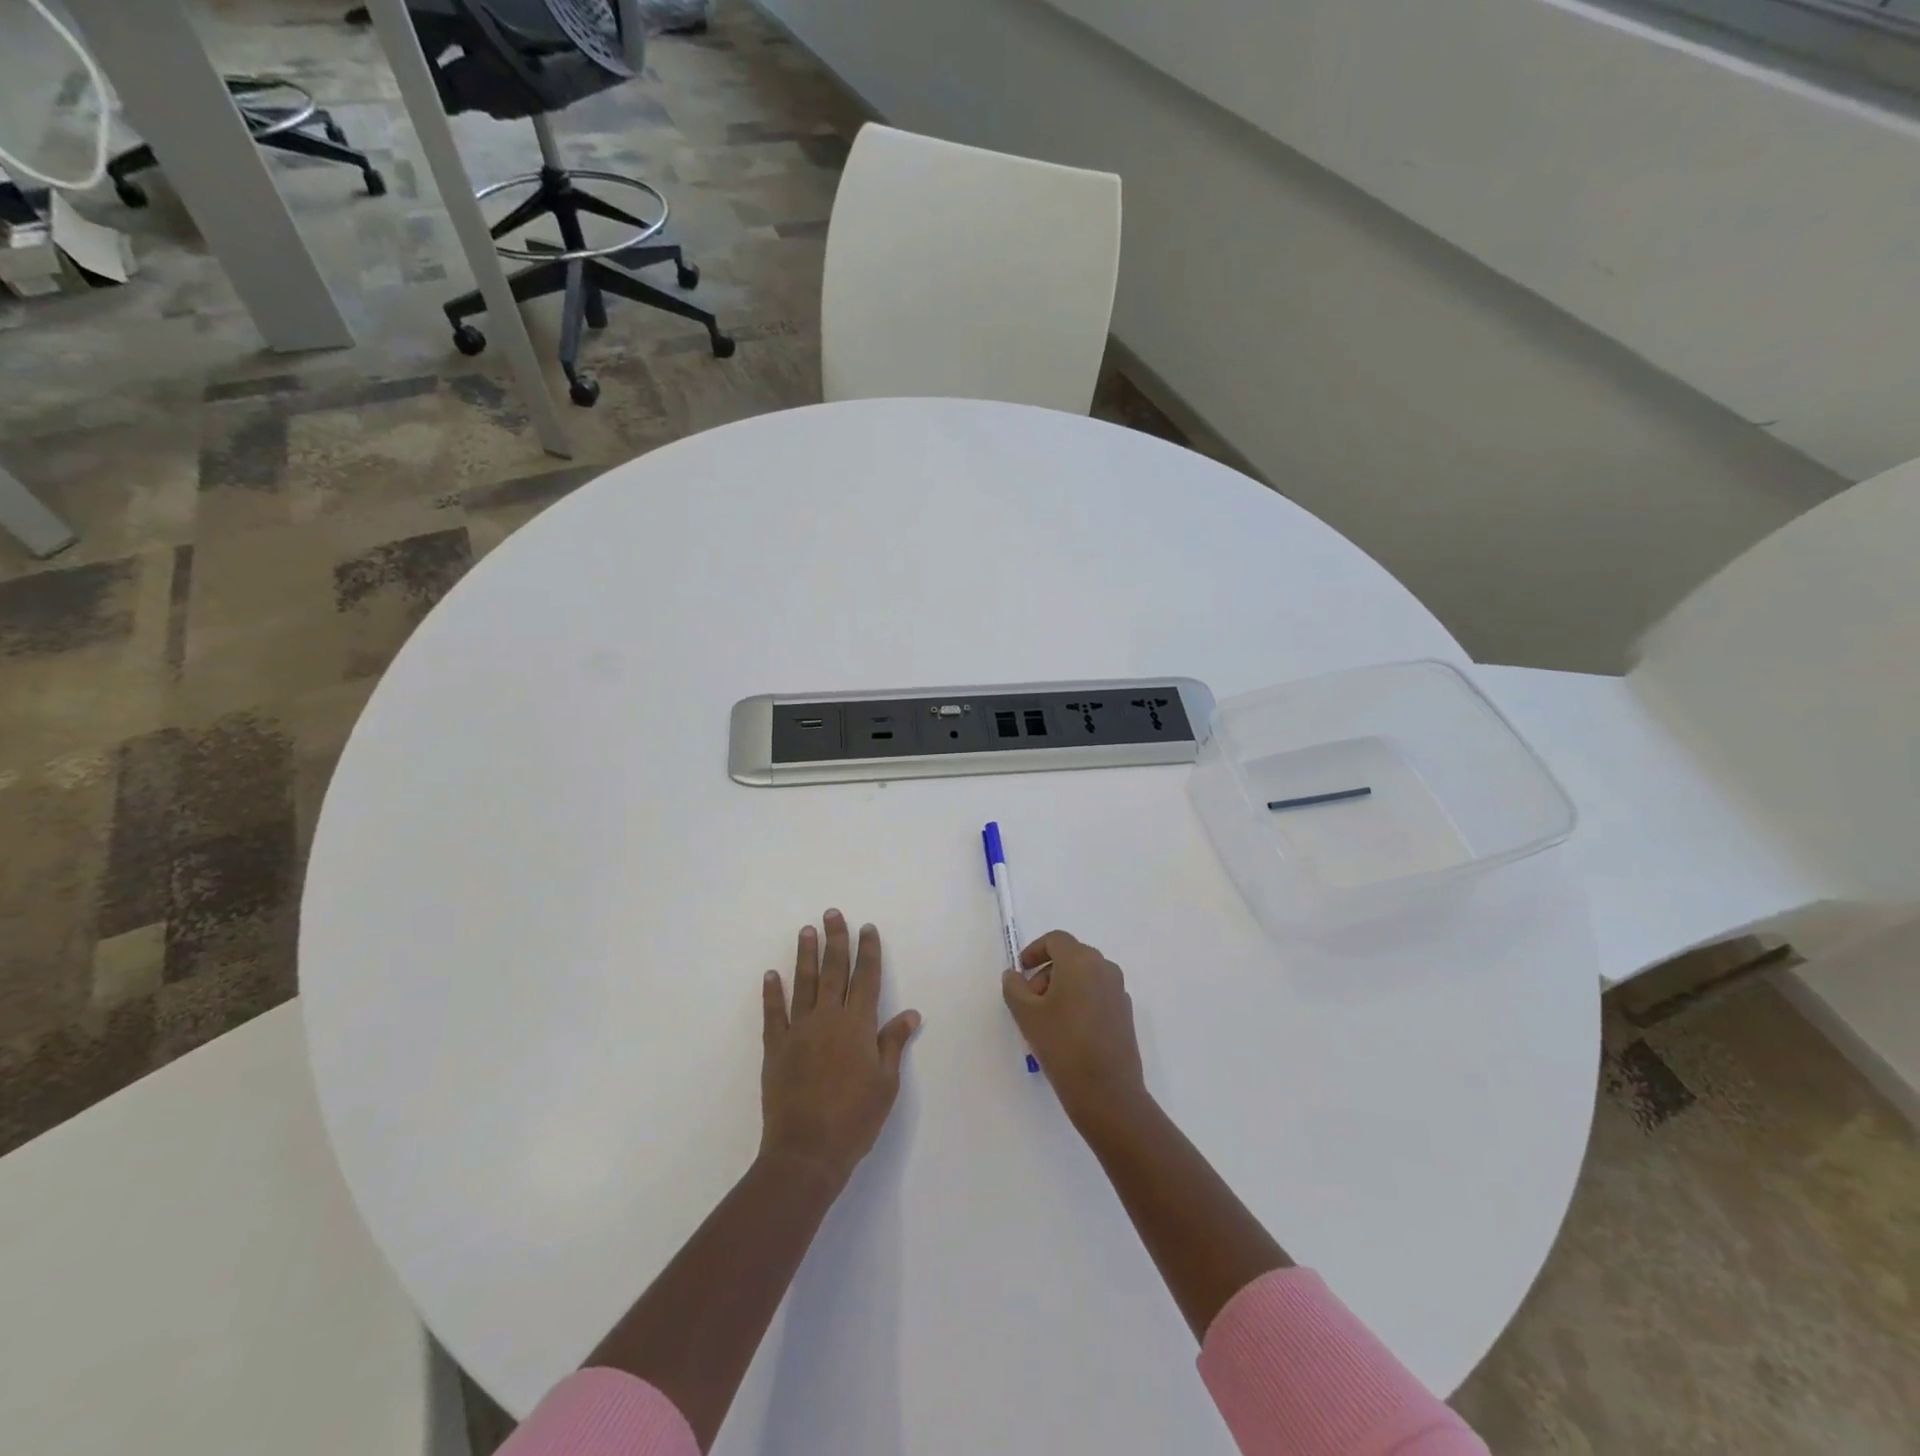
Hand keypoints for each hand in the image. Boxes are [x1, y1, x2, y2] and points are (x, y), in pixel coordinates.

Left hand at [761, 910, 920, 1185]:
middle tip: (833, 913)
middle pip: (834, 971)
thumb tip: (910, 1013)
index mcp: (858, 1025)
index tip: (867, 928)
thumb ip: (893, 1043)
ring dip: (805, 955)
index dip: (868, 952)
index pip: (866, 978)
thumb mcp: (885, 1083)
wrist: (807, 1151)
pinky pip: (774, 1013)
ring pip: (804, 983)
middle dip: (836, 940)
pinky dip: (772, 993)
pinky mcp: (776, 1047)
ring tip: (806, 930)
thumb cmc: (855, 1119)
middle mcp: (829, 1019)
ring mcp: (799, 1031)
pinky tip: (771, 975)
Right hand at [1001, 930, 1147, 1126]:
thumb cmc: (1062, 1045)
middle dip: (1047, 971)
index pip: (1056, 940)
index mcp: (1080, 961)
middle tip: (1030, 999)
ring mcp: (1118, 991)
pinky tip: (1069, 1031)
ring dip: (1063, 986)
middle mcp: (1104, 968)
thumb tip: (1015, 975)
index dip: (1034, 951)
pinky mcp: (1125, 1013)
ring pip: (1085, 976)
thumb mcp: (1026, 1014)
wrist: (1107, 1091)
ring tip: (1047, 1018)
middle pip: (1071, 956)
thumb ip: (1014, 987)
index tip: (1022, 972)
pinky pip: (1098, 993)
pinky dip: (1080, 1000)